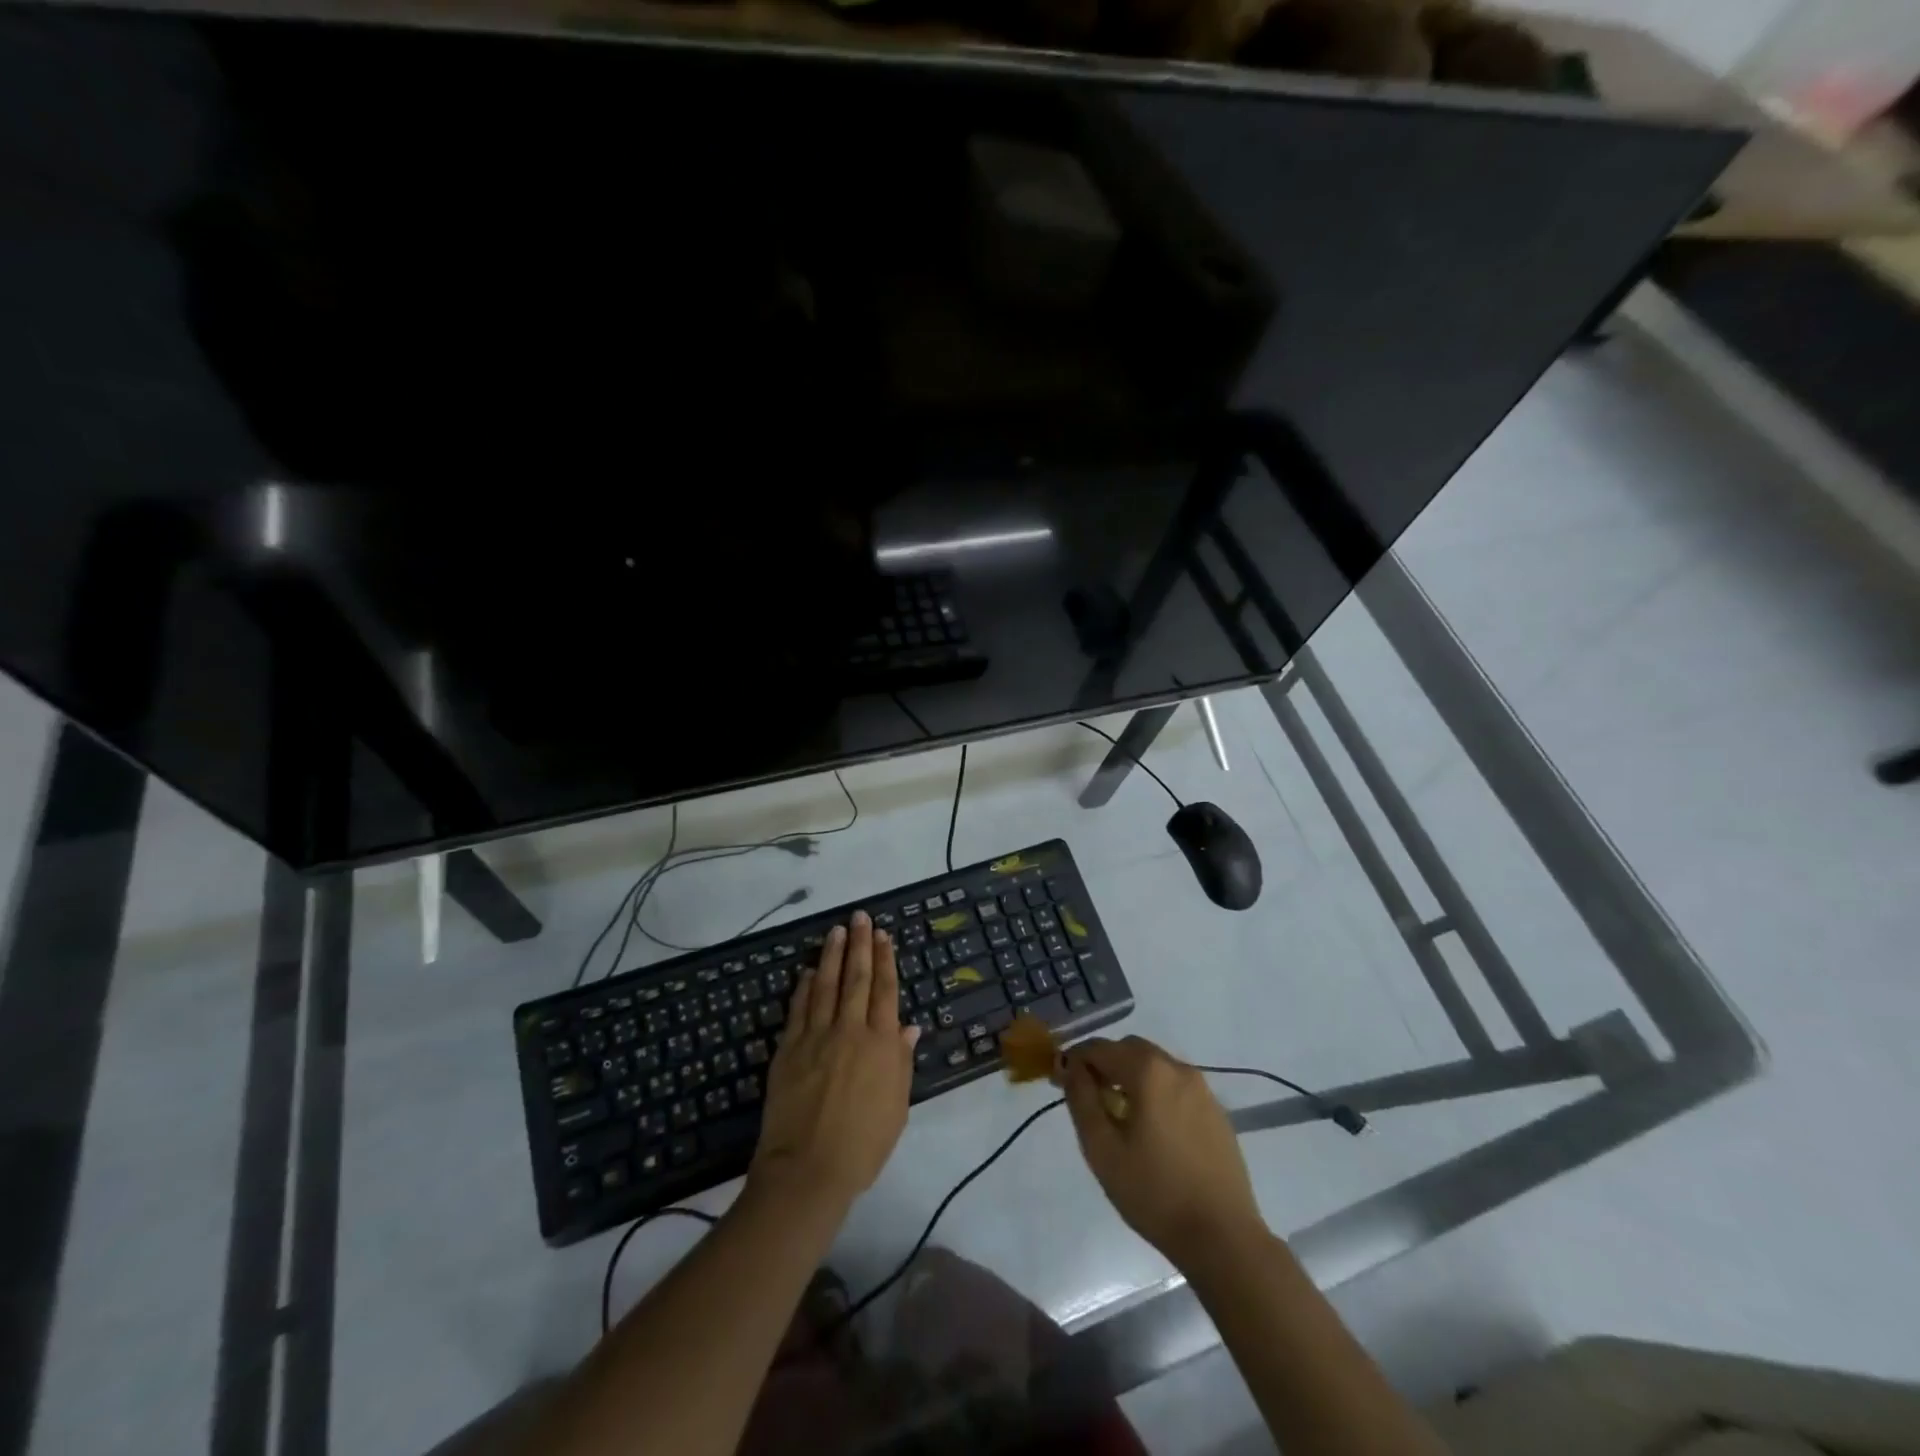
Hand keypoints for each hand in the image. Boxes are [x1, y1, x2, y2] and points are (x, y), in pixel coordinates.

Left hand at [749, 911, 919, 1212]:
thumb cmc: (863, 1144)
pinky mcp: (789, 1048)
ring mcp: (817, 1036)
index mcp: (881, 1044)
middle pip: (856, 978)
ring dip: (832, 955)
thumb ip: (901, 1062)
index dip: (885, 960)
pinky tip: (807, 971)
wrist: (809, 1169)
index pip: (885, 990)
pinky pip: (799, 1008)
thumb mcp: (897, 1107)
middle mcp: (850, 1030)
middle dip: (859, 945)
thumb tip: (909, 1026)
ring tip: (835, 931)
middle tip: (859, 917)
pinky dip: (804, 987)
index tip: (883, 935)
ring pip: (826, 985)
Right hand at [1060, 1036, 1264, 1268]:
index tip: (1059, 1082)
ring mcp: (1202, 1089)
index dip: (1074, 1060)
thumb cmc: (1154, 1193)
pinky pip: (1176, 1086)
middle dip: (1105, 1064)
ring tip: (1119, 1116)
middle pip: (1130, 1049)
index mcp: (1148, 1071)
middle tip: (1089, 1098)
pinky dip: (1156, 1092)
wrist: (1222, 1237)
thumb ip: (1081, 1100)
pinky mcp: (1216, 1112)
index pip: (1099, 1048)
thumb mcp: (1102, 1149)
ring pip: (1155, 1066)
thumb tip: (1070, 1067)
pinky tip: (1153, 1130)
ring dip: (1131, 1077)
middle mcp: (1177, 1068)